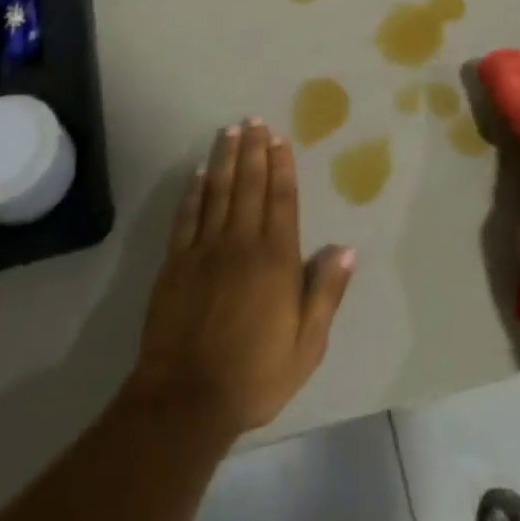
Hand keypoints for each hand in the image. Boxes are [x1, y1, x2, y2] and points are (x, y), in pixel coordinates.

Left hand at [129, 119, 354, 438]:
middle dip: (253, 150)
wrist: (186, 399)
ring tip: (230, 131)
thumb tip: (344, 248)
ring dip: (225, 159)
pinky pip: (187, 216)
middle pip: (249, 186)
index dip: (281, 167)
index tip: (280, 139)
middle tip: (255, 121)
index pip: (281, 200)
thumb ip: (325, 293)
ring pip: (218, 192)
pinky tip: (198, 173)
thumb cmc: (254, 375)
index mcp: (275, 260)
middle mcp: (241, 243)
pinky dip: (194, 191)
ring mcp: (204, 250)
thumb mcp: (306, 345)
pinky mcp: (175, 262)